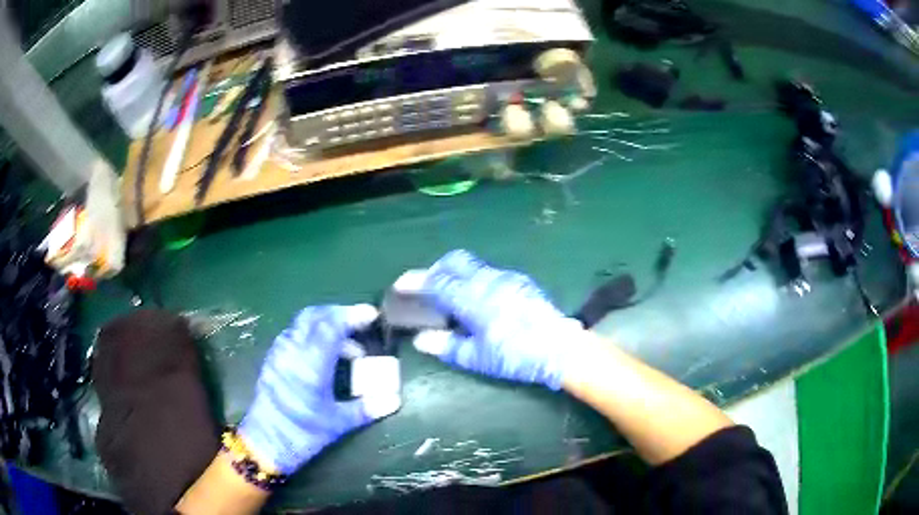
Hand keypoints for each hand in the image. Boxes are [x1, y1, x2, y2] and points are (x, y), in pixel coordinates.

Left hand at [238, 305, 399, 474]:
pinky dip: (313, 335)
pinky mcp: (272, 360)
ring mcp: (279, 353)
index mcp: (310, 365)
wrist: (265, 444)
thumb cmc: (302, 434)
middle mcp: (291, 351)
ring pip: (302, 324)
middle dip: (338, 314)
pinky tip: (325, 356)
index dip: (352, 316)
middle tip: (360, 324)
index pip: (331, 325)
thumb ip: (366, 409)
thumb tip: (394, 400)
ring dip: (326, 325)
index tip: (372, 315)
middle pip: (314, 316)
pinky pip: (294, 335)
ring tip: (348, 347)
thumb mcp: (337, 424)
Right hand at [407, 250, 582, 389]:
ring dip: (456, 273)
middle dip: (436, 269)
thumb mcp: (476, 357)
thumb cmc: (514, 356)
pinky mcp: (520, 281)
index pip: (436, 282)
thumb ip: (445, 345)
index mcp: (472, 298)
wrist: (559, 348)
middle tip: (427, 288)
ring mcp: (506, 277)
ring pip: (473, 265)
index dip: (415, 281)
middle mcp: (487, 280)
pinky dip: (475, 279)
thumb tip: (421, 338)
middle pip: (454, 261)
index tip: (400, 285)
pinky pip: (489, 272)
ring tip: (451, 296)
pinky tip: (479, 300)